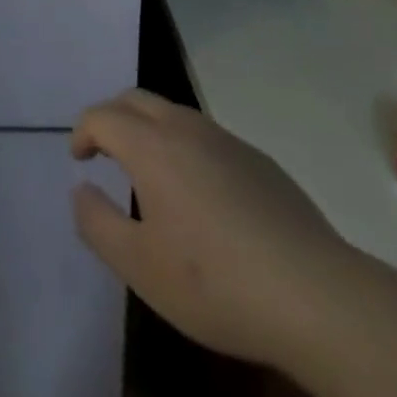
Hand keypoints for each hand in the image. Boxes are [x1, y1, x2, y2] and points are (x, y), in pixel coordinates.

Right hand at [69, 89, 361, 376]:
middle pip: (135, 99)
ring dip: (149, 128)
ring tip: (148, 169)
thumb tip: (81, 189)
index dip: (83, 131)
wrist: (317, 297)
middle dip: (112, 116)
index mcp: (151, 145)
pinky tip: (200, 193)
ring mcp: (226, 140)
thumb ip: (98, 223)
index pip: (102, 116)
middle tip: (104, 150)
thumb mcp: (140, 267)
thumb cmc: (216, 282)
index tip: (79, 158)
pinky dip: (185, 146)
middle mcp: (185, 128)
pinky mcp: (259, 161)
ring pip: (173, 113)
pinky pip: (206, 136)